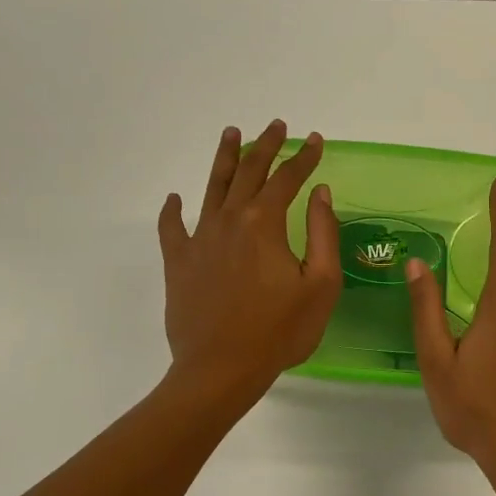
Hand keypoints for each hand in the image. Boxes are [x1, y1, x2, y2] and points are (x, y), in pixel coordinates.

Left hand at [158, 121, 341, 406]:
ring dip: (225, 159)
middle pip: (249, 172)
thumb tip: (320, 192)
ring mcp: (200, 239)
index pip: (288, 179)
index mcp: (265, 223)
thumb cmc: (279, 331)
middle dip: (266, 146)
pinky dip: (173, 210)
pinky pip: (172, 228)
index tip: (315, 141)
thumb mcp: (320, 285)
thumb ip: (323, 233)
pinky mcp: (178, 262)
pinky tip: (175, 199)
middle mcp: (230, 220)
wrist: (220, 369)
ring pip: (212, 187)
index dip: (304, 157)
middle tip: (277, 126)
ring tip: (231, 134)